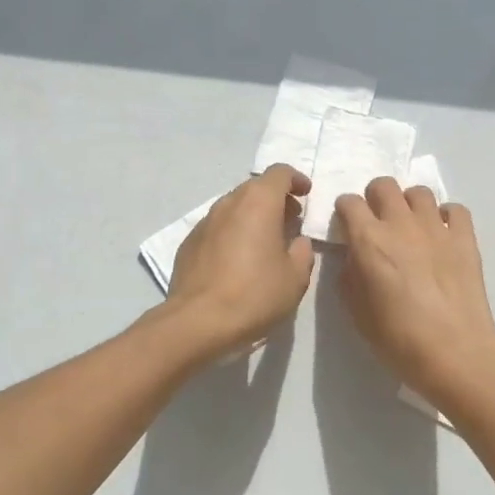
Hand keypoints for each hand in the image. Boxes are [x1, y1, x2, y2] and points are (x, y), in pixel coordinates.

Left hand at [166, 165, 315, 357]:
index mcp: (258, 203)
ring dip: (253, 215)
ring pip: (234, 206)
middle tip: (290, 220)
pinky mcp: (189, 243)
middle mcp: (229, 203)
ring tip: (265, 241)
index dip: (296, 180)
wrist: (198, 322)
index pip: (279, 173)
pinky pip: (217, 227)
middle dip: (275, 198)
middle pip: (255, 187)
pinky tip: (237, 260)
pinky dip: (233, 233)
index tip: (306, 194)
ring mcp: (204, 222)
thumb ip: (302, 252)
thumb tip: (296, 242)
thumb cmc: (255, 294)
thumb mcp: (296, 277)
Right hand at [334, 178, 494, 402]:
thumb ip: (350, 275)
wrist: (454, 351)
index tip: (347, 226)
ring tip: (411, 226)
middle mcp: (401, 223)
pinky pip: (455, 209)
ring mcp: (436, 227)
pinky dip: (446, 216)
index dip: (345, 211)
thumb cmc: (398, 338)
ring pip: (419, 192)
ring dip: (410, 204)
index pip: (349, 202)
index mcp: (369, 240)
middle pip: (384, 185)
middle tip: (378, 221)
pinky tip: (443, 235)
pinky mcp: (465, 237)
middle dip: (375, 198)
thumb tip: (355, 258)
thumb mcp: (356, 311)